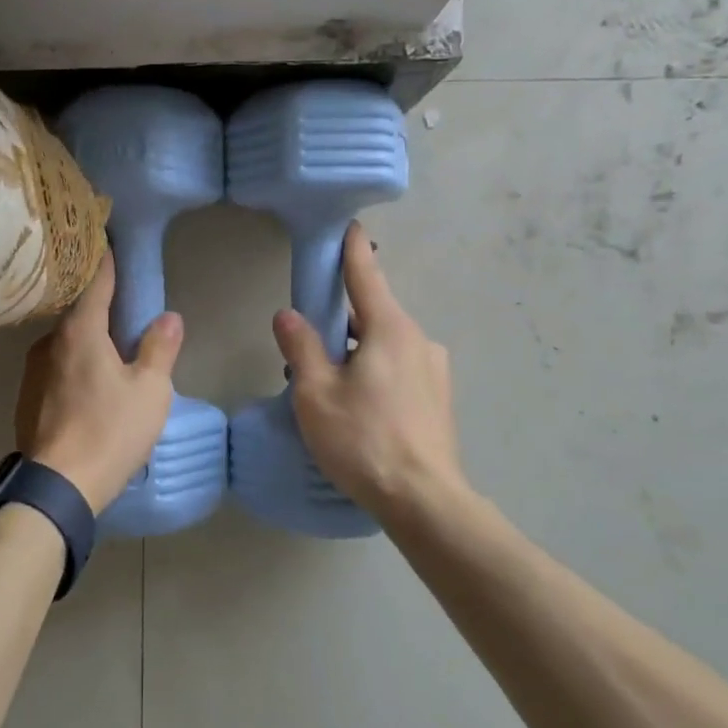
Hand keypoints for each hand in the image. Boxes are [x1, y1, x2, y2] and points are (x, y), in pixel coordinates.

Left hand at [15, 252, 181, 514]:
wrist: (58, 487)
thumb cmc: (109, 430)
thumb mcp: (150, 390)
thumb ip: (160, 348)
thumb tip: (168, 317)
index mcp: (80, 331)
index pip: (96, 282)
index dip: (107, 261)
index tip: (111, 241)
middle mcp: (49, 342)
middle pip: (77, 310)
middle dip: (99, 302)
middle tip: (123, 298)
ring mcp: (33, 371)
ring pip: (66, 341)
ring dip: (87, 337)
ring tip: (111, 343)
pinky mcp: (27, 398)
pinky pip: (56, 366)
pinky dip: (74, 362)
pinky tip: (90, 380)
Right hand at [272, 222, 467, 516]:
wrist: (424, 500)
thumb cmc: (363, 440)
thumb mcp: (316, 393)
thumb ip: (301, 347)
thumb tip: (288, 314)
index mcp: (390, 329)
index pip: (366, 276)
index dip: (352, 250)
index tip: (349, 226)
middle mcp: (418, 340)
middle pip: (372, 315)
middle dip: (341, 323)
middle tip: (309, 351)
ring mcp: (433, 370)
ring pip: (385, 346)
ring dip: (357, 353)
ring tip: (330, 390)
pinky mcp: (438, 398)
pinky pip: (399, 369)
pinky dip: (376, 373)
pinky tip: (360, 409)